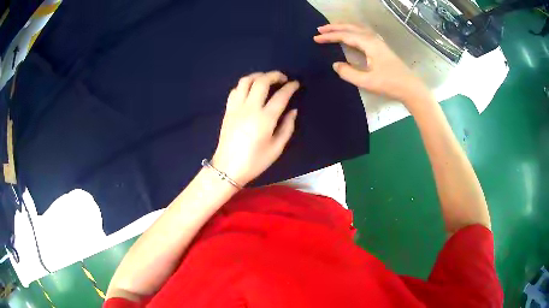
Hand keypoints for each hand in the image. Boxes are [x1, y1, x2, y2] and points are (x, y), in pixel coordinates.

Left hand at [212, 71, 299, 186]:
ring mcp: (236, 107)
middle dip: (274, 75)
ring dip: (258, 76)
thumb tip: (292, 110)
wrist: (227, 168)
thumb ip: (287, 127)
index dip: (290, 87)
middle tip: (283, 78)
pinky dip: (244, 85)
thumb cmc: (254, 162)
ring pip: (245, 81)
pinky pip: (235, 90)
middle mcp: (250, 108)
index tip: (296, 84)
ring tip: (266, 79)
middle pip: (261, 81)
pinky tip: (250, 89)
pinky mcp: (228, 110)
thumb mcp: (277, 148)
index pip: (280, 96)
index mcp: (265, 119)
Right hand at [314, 24, 431, 109]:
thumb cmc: (390, 84)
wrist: (410, 87)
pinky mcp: (380, 46)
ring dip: (343, 27)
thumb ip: (349, 73)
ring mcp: (377, 41)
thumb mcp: (367, 81)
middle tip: (319, 30)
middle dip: (334, 27)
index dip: (329, 36)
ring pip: (357, 28)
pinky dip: (351, 31)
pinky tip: (348, 35)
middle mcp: (372, 38)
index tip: (316, 39)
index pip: (345, 35)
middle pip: (350, 27)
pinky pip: (362, 33)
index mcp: (369, 43)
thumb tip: (335, 65)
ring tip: (330, 29)